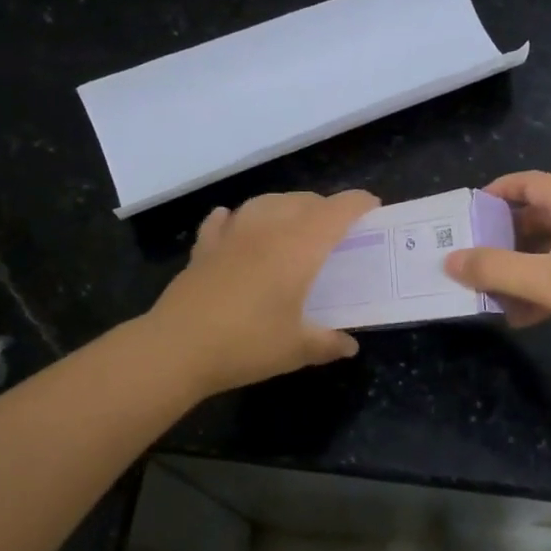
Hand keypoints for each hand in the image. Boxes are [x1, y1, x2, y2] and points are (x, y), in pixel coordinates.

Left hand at [148, 189, 379, 396]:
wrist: (178, 347)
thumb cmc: (247, 344)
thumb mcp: (296, 350)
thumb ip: (327, 343)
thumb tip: (349, 345)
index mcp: (299, 248)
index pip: (336, 211)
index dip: (358, 204)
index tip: (372, 207)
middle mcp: (267, 230)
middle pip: (302, 201)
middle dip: (324, 206)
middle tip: (336, 228)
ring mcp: (232, 236)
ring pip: (264, 202)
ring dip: (284, 205)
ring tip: (293, 222)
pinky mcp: (203, 249)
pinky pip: (222, 221)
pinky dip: (234, 218)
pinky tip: (234, 223)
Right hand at [444, 171, 550, 356]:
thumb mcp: (544, 279)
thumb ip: (493, 268)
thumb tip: (450, 259)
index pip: (530, 182)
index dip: (497, 190)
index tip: (469, 210)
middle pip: (538, 217)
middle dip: (504, 238)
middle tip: (474, 256)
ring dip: (522, 269)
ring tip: (494, 294)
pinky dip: (544, 287)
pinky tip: (527, 317)